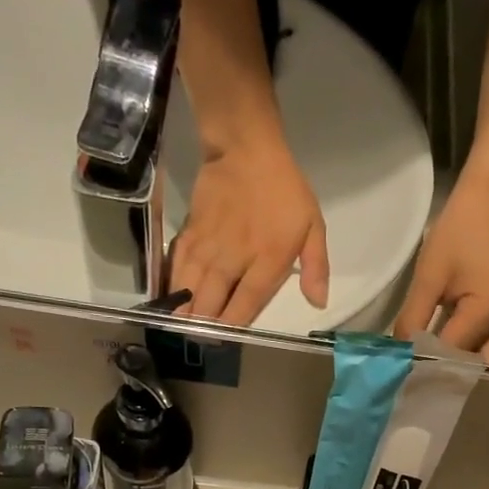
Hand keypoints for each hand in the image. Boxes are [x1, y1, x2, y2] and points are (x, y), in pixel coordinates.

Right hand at [172, 130, 329, 325]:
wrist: (245, 148)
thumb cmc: (284, 190)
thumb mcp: (313, 226)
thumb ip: (316, 267)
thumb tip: (319, 303)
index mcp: (267, 260)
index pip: (247, 304)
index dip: (234, 325)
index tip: (227, 340)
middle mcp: (234, 259)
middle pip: (212, 302)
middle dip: (204, 326)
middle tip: (201, 340)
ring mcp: (208, 247)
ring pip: (190, 288)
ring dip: (184, 311)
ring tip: (180, 329)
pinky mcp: (190, 233)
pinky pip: (177, 266)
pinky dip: (172, 285)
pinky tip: (169, 299)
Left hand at [394, 178, 488, 365]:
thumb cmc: (459, 232)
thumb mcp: (428, 276)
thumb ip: (412, 318)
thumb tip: (398, 354)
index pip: (452, 354)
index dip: (426, 366)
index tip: (400, 376)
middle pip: (478, 372)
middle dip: (449, 380)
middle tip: (416, 384)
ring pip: (483, 364)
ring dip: (456, 371)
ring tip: (424, 376)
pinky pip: (485, 350)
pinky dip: (463, 358)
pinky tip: (437, 358)